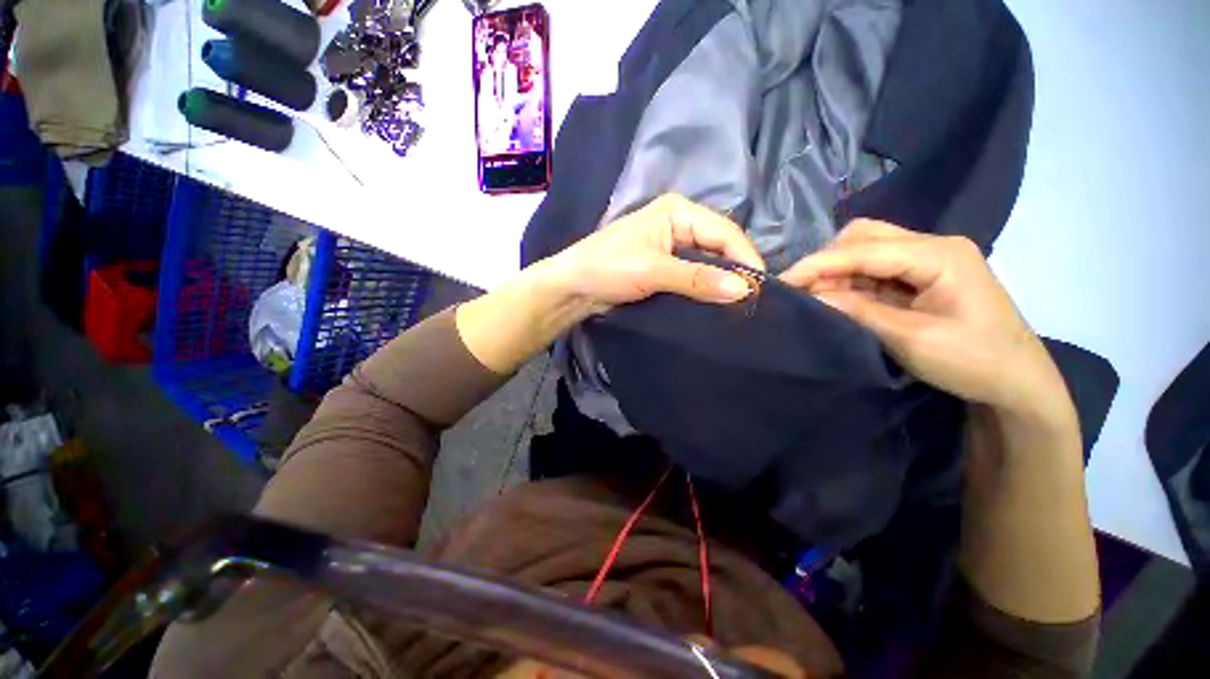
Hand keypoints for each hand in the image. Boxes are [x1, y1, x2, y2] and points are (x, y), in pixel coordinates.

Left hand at [546, 193, 764, 313]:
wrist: (573, 287)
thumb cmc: (608, 268)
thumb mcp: (653, 271)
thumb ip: (698, 279)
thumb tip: (744, 290)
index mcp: (678, 211)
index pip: (725, 232)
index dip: (745, 259)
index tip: (760, 290)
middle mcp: (680, 222)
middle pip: (720, 245)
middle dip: (736, 270)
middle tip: (753, 301)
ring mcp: (672, 244)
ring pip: (709, 261)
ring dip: (722, 281)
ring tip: (740, 304)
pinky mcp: (665, 265)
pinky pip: (695, 274)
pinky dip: (706, 287)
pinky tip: (716, 303)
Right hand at [779, 220, 1069, 417]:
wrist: (1018, 382)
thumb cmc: (974, 361)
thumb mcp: (911, 339)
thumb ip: (858, 311)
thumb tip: (810, 295)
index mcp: (939, 255)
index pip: (864, 249)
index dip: (818, 263)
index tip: (782, 281)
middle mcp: (933, 246)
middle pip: (865, 236)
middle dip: (828, 261)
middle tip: (803, 290)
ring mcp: (929, 259)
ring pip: (868, 249)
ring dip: (838, 271)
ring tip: (817, 297)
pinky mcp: (924, 275)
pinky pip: (877, 268)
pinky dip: (852, 281)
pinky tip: (840, 298)